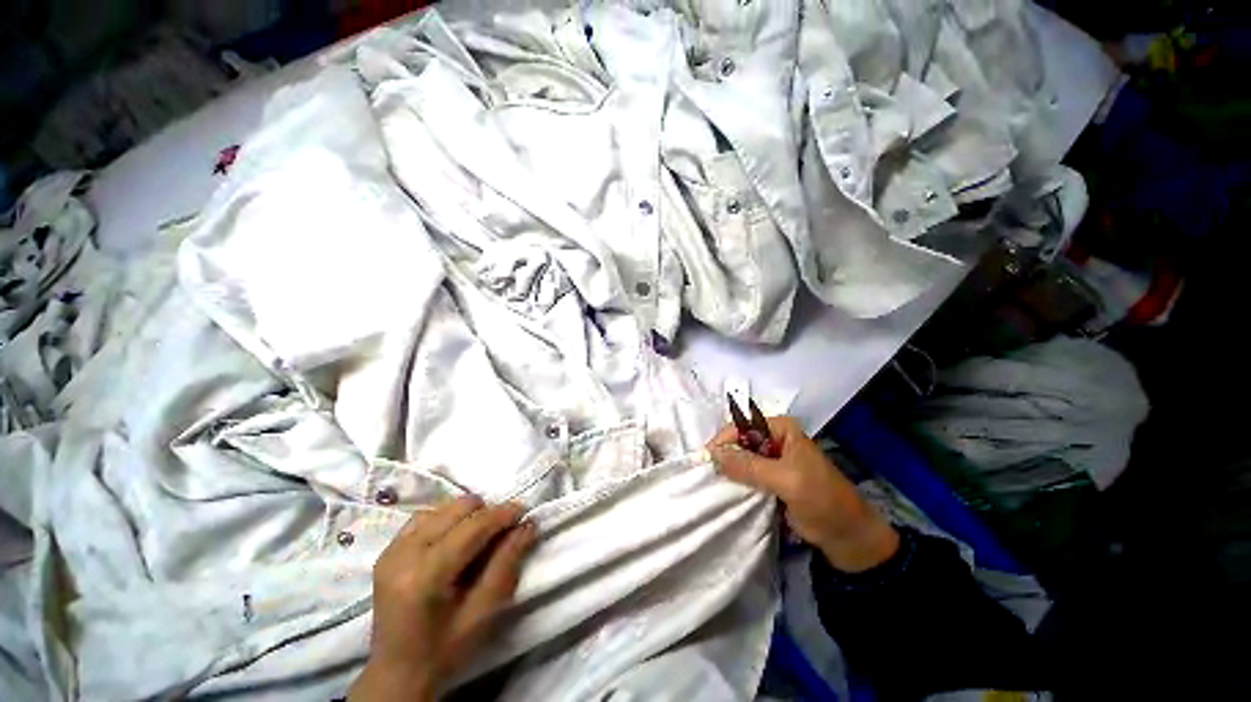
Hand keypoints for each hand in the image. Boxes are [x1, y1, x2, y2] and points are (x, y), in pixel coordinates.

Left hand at [349, 496, 536, 701]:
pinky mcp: (388, 550)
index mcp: (425, 575)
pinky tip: (455, 538)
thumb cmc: (445, 649)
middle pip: (458, 509)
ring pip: (443, 508)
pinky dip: (447, 519)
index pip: (473, 527)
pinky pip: (425, 516)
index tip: (525, 511)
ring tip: (480, 537)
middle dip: (487, 513)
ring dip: (468, 515)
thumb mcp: (484, 612)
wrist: (398, 673)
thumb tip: (528, 525)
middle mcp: (404, 554)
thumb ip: (507, 562)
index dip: (503, 514)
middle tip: (502, 532)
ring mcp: (392, 550)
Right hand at [708, 416, 898, 572]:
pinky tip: (725, 489)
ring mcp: (771, 460)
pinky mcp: (769, 479)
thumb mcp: (786, 480)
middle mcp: (774, 439)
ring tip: (711, 482)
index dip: (723, 441)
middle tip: (706, 473)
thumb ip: (749, 466)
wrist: (848, 537)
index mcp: (781, 429)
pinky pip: (746, 475)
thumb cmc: (823, 500)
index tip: (705, 460)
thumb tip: (712, 455)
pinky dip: (735, 481)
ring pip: (740, 459)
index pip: (742, 427)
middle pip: (739, 441)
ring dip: (728, 470)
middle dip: (723, 455)